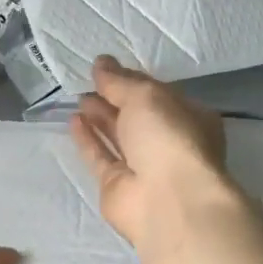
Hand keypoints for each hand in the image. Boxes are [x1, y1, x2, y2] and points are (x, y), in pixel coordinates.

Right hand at [69, 56, 237, 248]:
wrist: (167, 201)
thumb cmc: (168, 137)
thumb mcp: (145, 96)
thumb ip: (120, 81)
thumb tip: (100, 62)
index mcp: (189, 117)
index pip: (157, 93)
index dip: (131, 80)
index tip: (105, 68)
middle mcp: (169, 142)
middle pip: (137, 116)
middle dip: (114, 98)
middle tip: (88, 82)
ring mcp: (145, 167)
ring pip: (119, 136)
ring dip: (100, 117)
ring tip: (79, 98)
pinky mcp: (119, 185)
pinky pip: (101, 157)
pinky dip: (88, 139)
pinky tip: (74, 121)